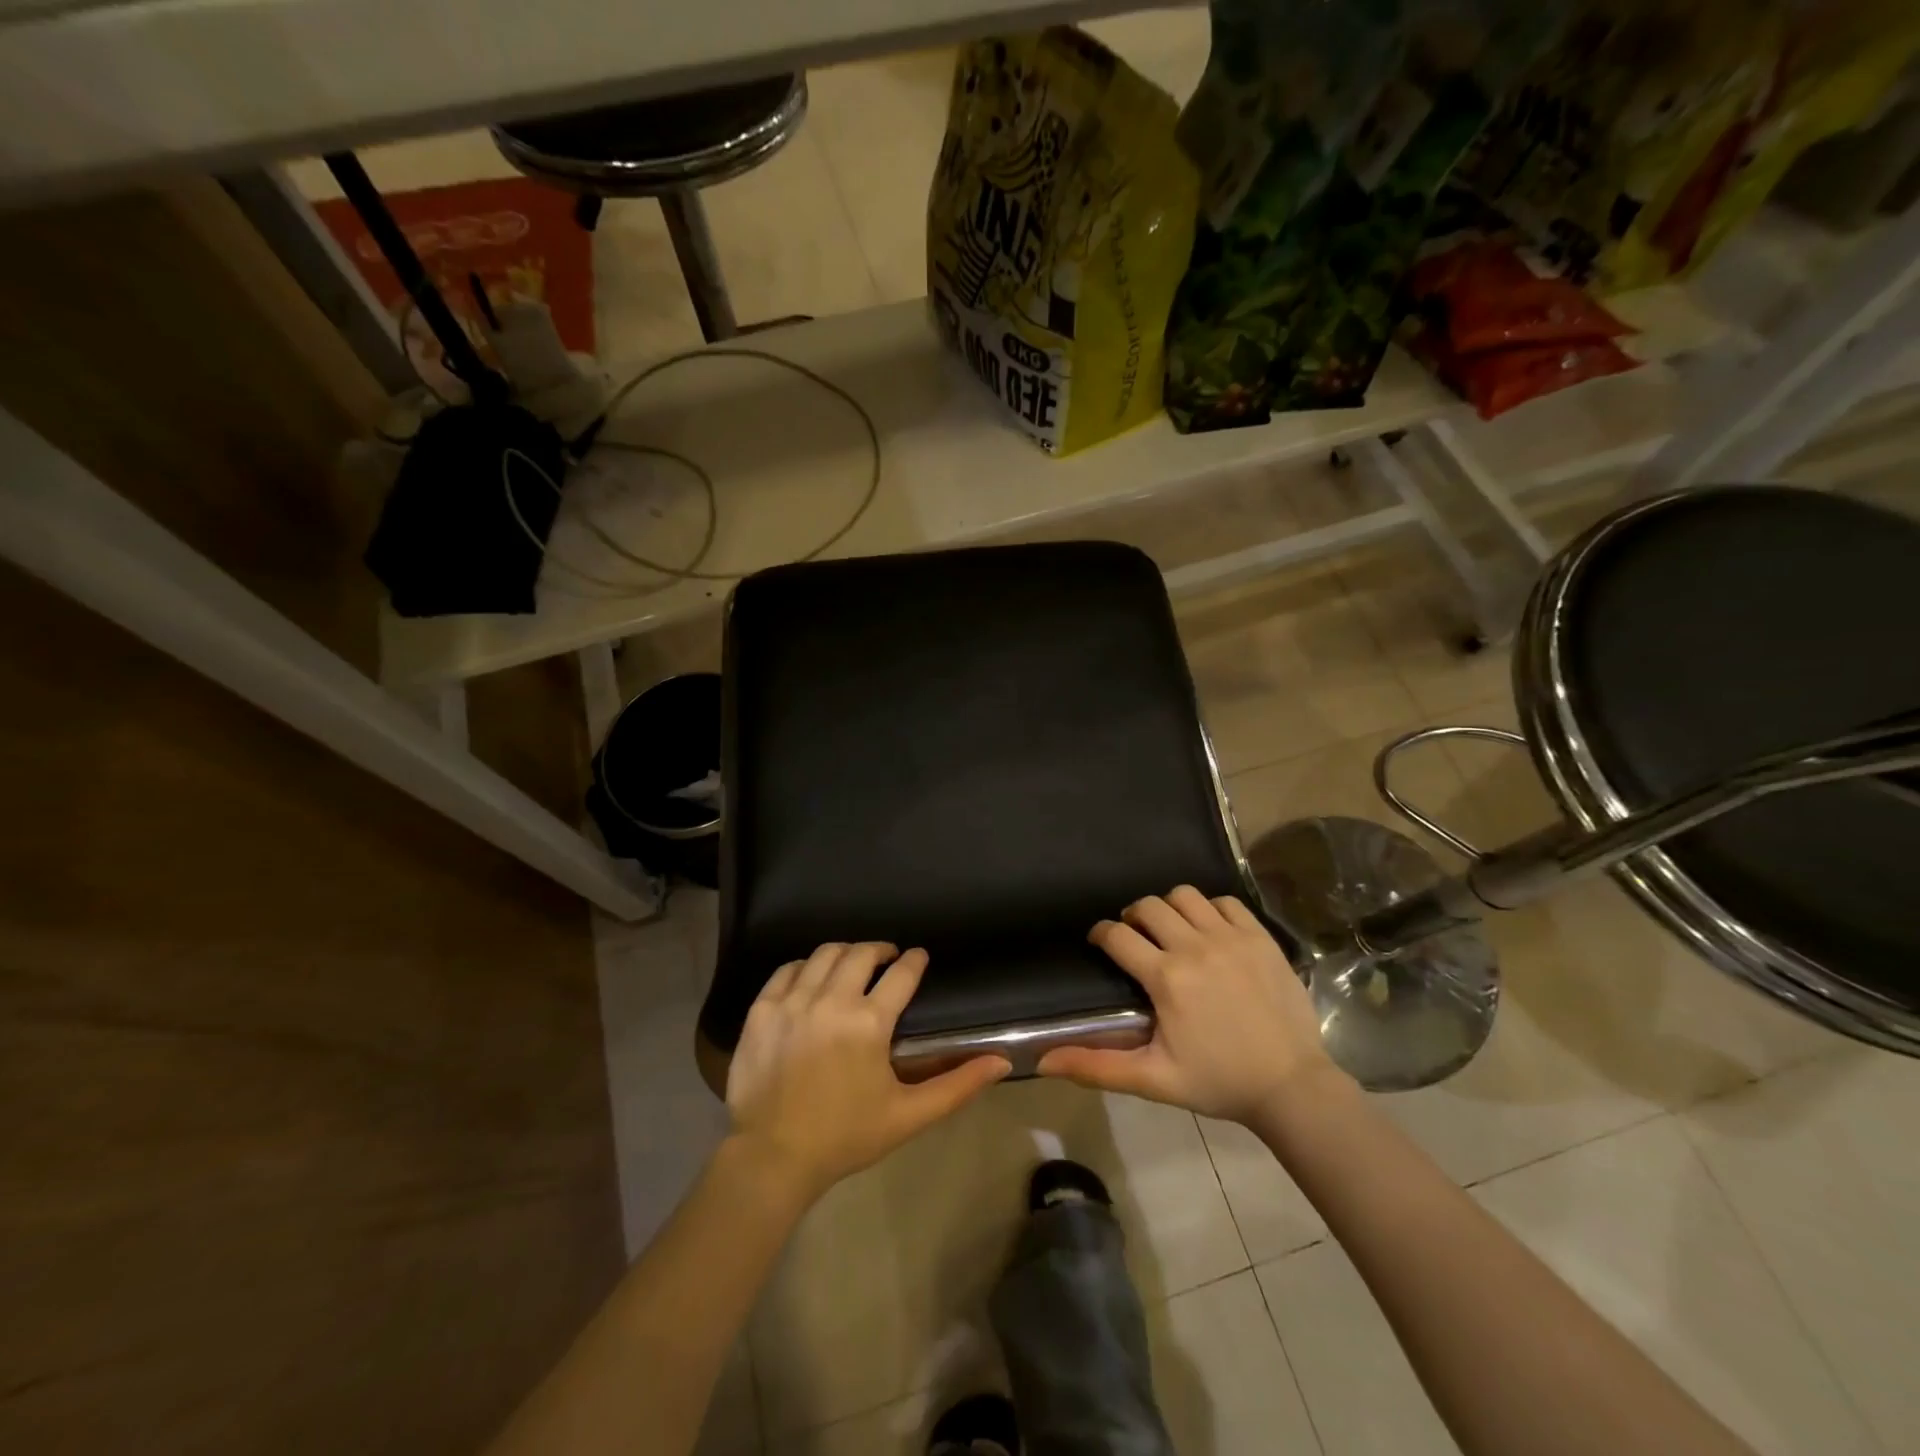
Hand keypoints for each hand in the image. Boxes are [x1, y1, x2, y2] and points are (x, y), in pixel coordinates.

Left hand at [725, 942, 1010, 1204]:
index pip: (901, 973)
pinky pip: (787, 970)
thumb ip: (957, 1086)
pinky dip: (805, 966)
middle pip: (861, 953)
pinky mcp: (762, 1009)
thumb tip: (1001, 1062)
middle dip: (880, 950)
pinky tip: (812, 977)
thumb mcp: (908, 1115)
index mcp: (869, 1022)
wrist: (772, 1157)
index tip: (919, 957)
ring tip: (852, 964)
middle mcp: (831, 1000)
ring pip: (824, 954)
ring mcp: (792, 1002)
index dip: (914, 960)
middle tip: (887, 959)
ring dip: (845, 953)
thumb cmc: (845, 1136)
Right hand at [1038, 887, 1341, 1124]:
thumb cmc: (1218, 1082)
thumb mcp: (1153, 1079)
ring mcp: (1231, 938)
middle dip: (1133, 917)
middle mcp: (1195, 946)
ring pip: (1185, 895)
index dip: (1100, 934)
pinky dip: (1210, 909)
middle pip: (1148, 906)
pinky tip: (1210, 931)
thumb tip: (1043, 1061)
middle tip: (1136, 939)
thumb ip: (1096, 1066)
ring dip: (1170, 908)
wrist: (1292, 1086)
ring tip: (1172, 931)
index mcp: (1166, 978)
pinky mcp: (1261, 937)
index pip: (1117, 936)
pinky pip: (1226, 902)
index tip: (1099, 942)